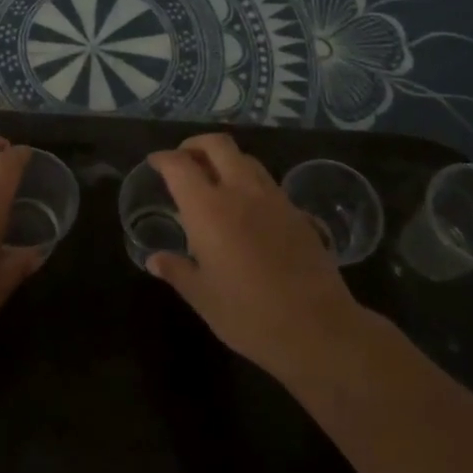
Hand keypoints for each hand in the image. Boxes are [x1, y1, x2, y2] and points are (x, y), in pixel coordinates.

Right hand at [144, 133, 363, 383]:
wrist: (318, 328)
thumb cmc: (249, 315)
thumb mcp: (202, 298)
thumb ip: (177, 271)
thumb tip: (155, 260)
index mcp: (208, 209)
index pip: (180, 166)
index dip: (163, 158)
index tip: (155, 163)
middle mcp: (241, 192)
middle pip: (217, 145)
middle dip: (196, 144)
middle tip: (183, 159)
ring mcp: (274, 199)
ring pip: (246, 158)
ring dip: (225, 159)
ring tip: (214, 179)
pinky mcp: (297, 212)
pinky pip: (267, 182)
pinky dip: (249, 181)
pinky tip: (247, 207)